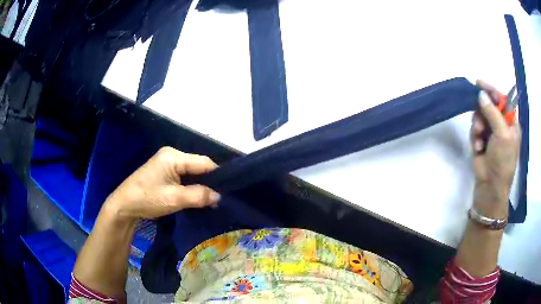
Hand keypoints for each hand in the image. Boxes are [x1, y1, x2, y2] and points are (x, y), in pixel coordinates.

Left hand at [103, 147, 219, 223]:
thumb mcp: (174, 199)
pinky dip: (192, 185)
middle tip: (221, 196)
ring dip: (201, 184)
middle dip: (209, 181)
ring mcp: (167, 162)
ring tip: (212, 197)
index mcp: (173, 156)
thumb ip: (199, 196)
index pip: (203, 162)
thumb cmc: (147, 199)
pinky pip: (184, 176)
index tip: (228, 191)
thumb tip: (220, 196)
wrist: (124, 205)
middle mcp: (171, 154)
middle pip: (198, 166)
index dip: (217, 176)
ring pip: (191, 172)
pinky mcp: (164, 171)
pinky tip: (198, 195)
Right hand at [471, 80, 520, 216]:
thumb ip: (493, 112)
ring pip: (480, 116)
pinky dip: (475, 136)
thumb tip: (481, 94)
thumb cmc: (502, 161)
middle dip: (482, 111)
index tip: (479, 83)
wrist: (490, 186)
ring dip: (478, 125)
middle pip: (489, 106)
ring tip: (479, 137)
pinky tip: (477, 147)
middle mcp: (501, 125)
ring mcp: (491, 133)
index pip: (502, 100)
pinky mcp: (481, 140)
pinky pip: (475, 129)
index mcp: (511, 123)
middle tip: (479, 119)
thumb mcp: (502, 135)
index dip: (492, 91)